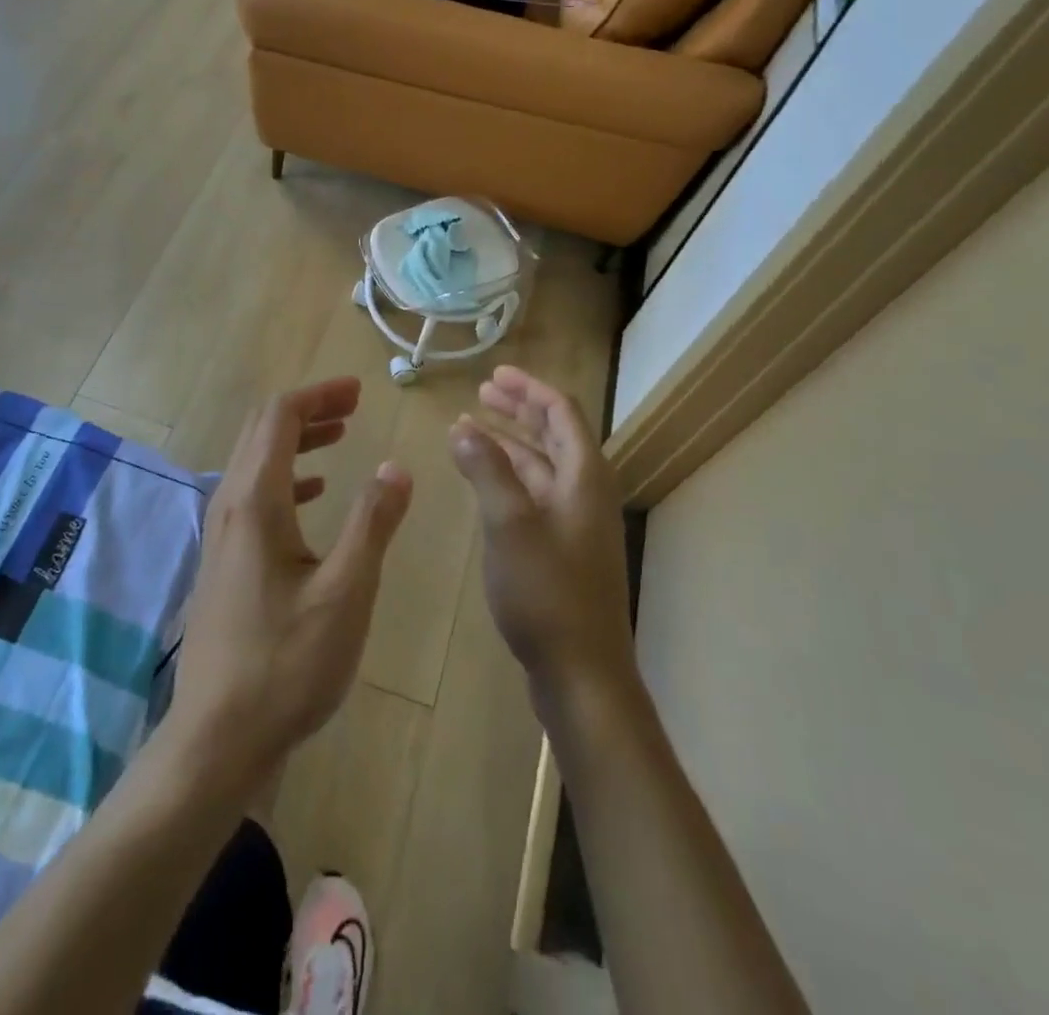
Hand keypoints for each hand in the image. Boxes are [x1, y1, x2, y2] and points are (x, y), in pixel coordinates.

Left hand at [170, 378, 412, 785]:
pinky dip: (289, 478)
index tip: (359, 391)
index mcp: (256, 502)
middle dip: (309, 410)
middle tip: (353, 405)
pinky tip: (317, 495)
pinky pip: (256, 495)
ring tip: (342, 437)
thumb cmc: (287, 663)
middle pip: (263, 432)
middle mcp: (231, 506)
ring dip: (298, 441)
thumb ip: (372, 523)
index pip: (279, 418)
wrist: (218, 737)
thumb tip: (395, 467)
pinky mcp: (226, 561)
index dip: (318, 395)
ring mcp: (223, 535)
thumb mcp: (346, 592)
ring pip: (258, 462)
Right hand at [449, 366, 635, 702]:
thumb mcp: (509, 524)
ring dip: (509, 443)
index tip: (494, 374)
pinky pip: (534, 494)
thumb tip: (464, 427)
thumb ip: (486, 470)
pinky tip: (482, 480)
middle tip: (480, 394)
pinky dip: (508, 477)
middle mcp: (585, 491)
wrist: (582, 673)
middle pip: (554, 434)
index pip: (561, 412)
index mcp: (583, 476)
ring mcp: (575, 522)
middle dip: (517, 410)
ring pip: (541, 466)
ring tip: (469, 428)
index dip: (528, 389)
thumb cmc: (547, 592)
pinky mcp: (562, 549)